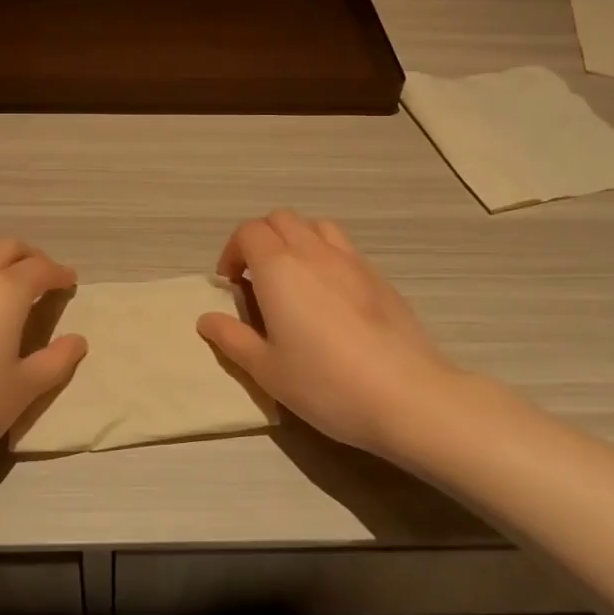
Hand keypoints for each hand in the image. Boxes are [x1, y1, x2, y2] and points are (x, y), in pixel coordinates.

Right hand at [197, 211, 463, 464]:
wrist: (406, 395)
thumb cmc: (325, 383)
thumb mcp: (267, 369)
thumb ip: (233, 338)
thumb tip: (206, 319)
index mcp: (279, 268)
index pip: (248, 232)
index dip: (232, 252)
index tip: (231, 284)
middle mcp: (313, 252)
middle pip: (280, 219)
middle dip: (261, 239)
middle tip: (257, 279)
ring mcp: (352, 260)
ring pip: (316, 226)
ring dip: (296, 240)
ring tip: (294, 278)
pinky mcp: (379, 277)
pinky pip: (344, 248)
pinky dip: (326, 256)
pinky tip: (332, 296)